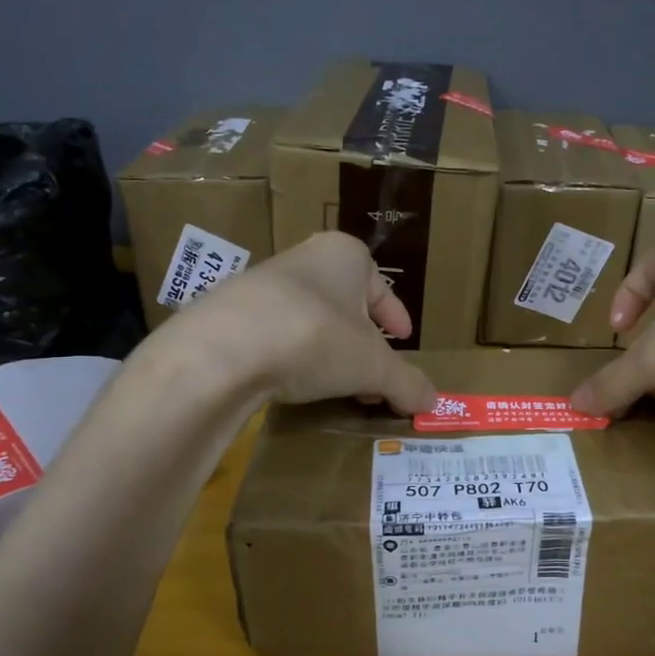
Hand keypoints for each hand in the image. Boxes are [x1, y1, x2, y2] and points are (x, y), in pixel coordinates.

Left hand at [152, 232, 436, 412]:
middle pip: (346, 304)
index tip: (403, 341)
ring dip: (329, 351)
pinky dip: (293, 356)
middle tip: (373, 374)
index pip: (380, 286)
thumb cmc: (315, 338)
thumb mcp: (372, 366)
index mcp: (344, 254)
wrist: (222, 349)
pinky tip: (295, 383)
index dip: (395, 317)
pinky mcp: (229, 313)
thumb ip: (406, 382)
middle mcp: (304, 258)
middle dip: (363, 341)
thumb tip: (432, 401)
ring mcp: (261, 283)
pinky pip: (276, 334)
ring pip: (311, 319)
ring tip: (337, 385)